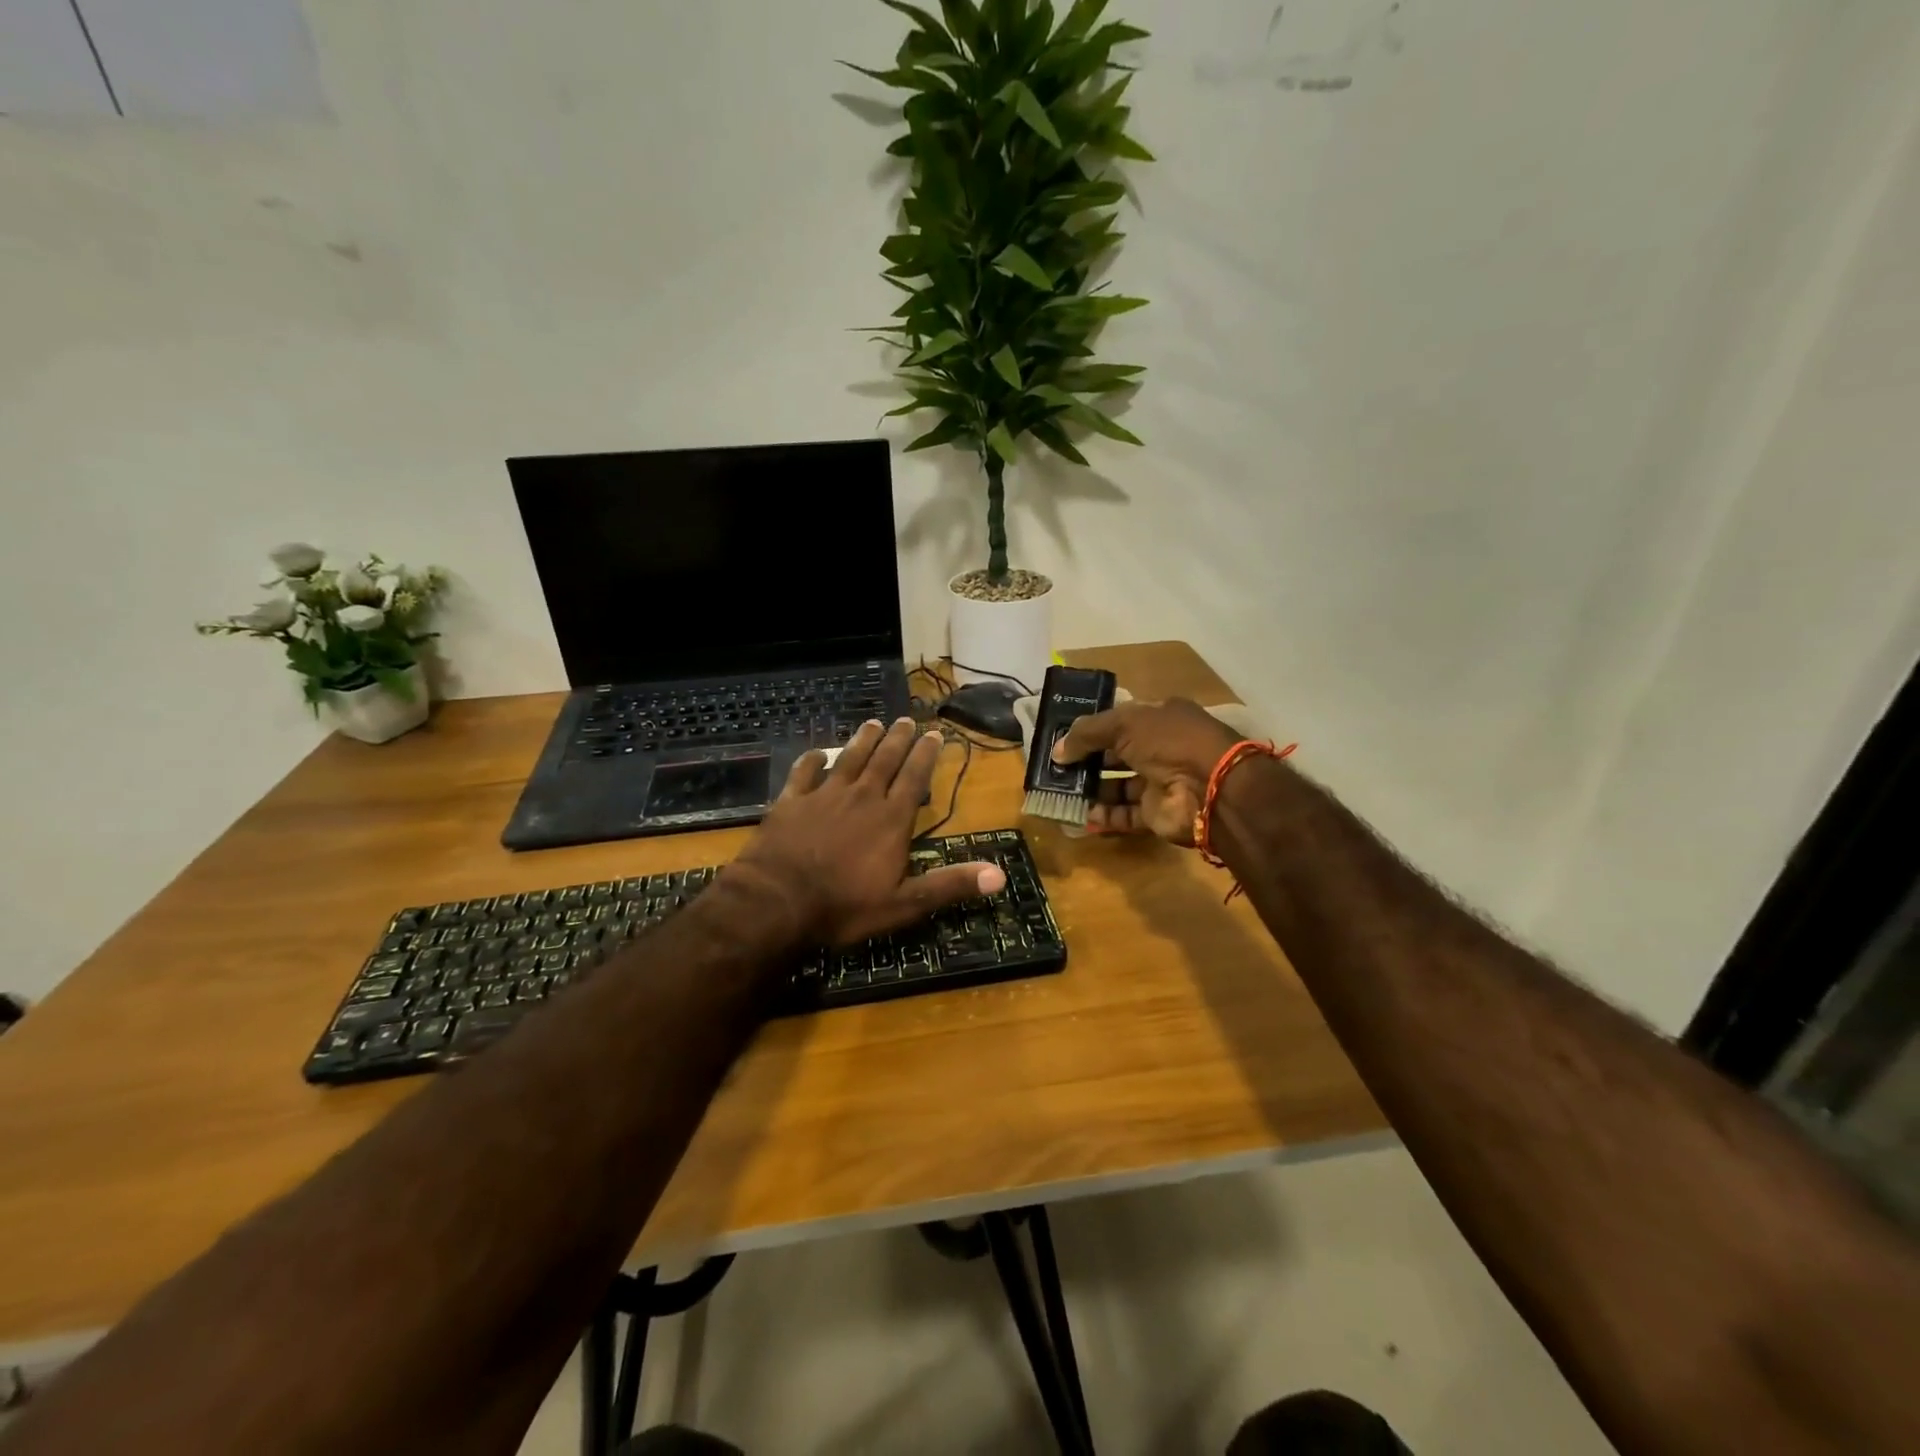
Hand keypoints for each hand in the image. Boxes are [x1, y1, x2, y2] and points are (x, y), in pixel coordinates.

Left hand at [730, 718, 1005, 944]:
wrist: (776, 901)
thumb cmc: (844, 906)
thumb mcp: (904, 904)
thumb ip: (950, 885)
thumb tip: (1000, 876)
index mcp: (891, 819)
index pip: (915, 778)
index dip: (926, 754)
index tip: (935, 733)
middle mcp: (862, 797)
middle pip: (884, 760)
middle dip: (898, 739)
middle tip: (907, 719)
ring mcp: (823, 795)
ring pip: (849, 759)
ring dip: (863, 740)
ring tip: (874, 723)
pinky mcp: (791, 801)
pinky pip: (803, 772)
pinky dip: (812, 759)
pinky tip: (817, 753)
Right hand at [1050, 699, 1240, 844]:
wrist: (1210, 787)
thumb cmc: (1169, 741)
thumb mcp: (1124, 724)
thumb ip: (1087, 734)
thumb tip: (1057, 752)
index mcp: (1158, 718)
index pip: (1118, 721)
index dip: (1091, 729)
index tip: (1061, 739)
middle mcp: (1159, 748)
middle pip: (1114, 755)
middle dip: (1085, 762)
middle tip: (1054, 769)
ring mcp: (1158, 782)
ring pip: (1117, 786)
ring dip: (1089, 789)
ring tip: (1059, 792)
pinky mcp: (1156, 813)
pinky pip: (1123, 814)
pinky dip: (1102, 815)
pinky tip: (1078, 814)